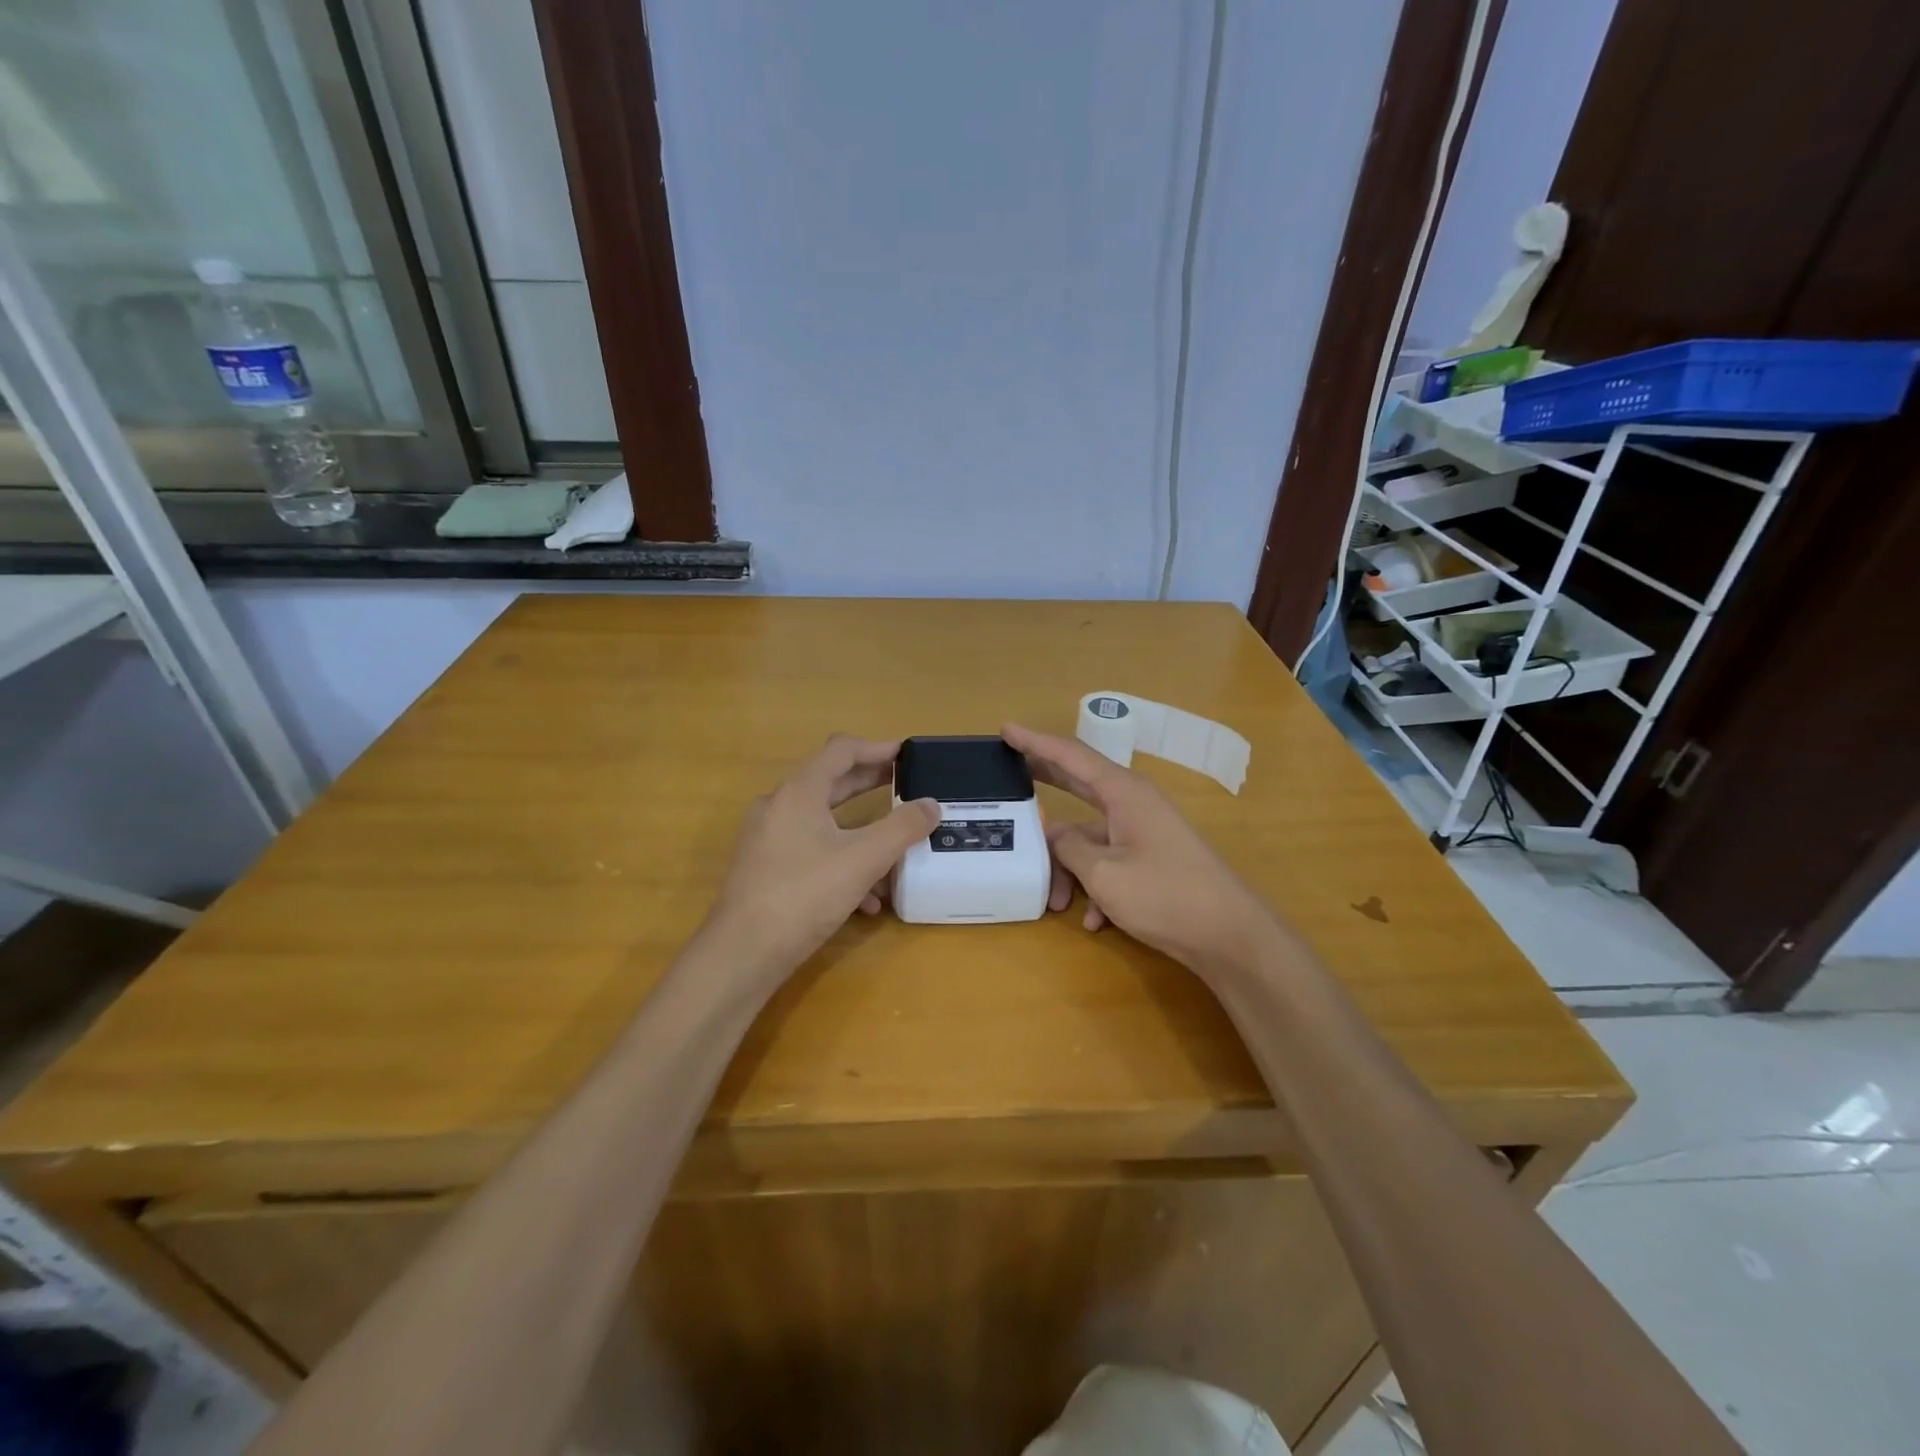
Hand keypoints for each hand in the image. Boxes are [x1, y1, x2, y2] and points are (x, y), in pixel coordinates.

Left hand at [703, 734, 940, 979]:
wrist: (742, 954)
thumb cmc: (805, 894)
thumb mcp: (864, 859)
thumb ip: (902, 828)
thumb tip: (931, 804)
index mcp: (799, 791)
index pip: (841, 750)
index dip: (877, 748)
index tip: (907, 755)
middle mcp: (779, 806)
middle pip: (831, 783)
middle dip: (871, 785)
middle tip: (906, 788)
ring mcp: (768, 839)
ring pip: (823, 824)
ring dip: (860, 833)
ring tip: (894, 852)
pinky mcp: (764, 869)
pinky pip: (810, 852)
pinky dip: (841, 862)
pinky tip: (865, 901)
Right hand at [1003, 722, 1274, 974]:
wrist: (1229, 935)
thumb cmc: (1166, 895)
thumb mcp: (1104, 873)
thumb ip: (1069, 848)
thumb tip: (1053, 833)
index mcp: (1124, 792)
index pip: (1071, 755)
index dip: (1035, 741)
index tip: (1006, 729)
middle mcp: (1133, 803)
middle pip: (1079, 782)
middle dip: (1045, 779)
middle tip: (1010, 771)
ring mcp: (1144, 831)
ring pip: (1089, 837)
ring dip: (1068, 867)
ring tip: (1055, 902)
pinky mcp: (1151, 859)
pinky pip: (1109, 862)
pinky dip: (1095, 887)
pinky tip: (1093, 921)